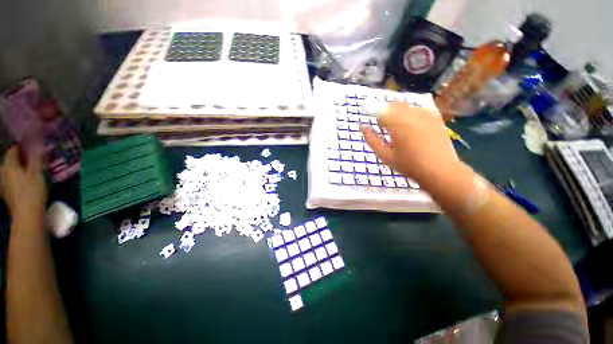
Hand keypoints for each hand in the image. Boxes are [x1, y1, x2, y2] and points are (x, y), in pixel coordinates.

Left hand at [1, 146, 46, 216]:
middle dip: (23, 159)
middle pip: (12, 161)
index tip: (35, 147)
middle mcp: (3, 172)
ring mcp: (4, 185)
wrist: (27, 215)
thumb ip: (36, 156)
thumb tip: (37, 141)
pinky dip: (21, 179)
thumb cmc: (32, 191)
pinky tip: (29, 182)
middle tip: (36, 159)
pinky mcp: (8, 193)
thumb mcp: (37, 172)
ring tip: (34, 170)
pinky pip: (14, 181)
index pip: (14, 149)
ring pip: (13, 171)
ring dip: (22, 169)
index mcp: (8, 165)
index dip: (23, 146)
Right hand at [361, 102, 459, 184]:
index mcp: (398, 124)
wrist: (440, 170)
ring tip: (397, 130)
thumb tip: (362, 126)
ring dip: (396, 114)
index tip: (369, 118)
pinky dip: (408, 115)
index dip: (372, 110)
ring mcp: (426, 114)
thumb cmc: (409, 165)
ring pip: (405, 107)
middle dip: (385, 113)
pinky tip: (410, 129)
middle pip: (393, 105)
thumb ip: (371, 139)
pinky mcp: (434, 116)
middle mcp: (412, 114)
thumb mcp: (385, 155)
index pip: (380, 109)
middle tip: (383, 127)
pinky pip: (416, 110)